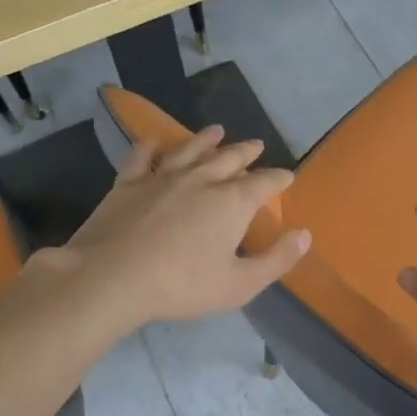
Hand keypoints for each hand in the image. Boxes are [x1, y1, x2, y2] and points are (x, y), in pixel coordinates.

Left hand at [32, 126, 309, 329]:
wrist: (112, 277)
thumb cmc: (182, 285)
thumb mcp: (239, 285)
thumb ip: (276, 260)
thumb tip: (304, 235)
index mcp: (231, 203)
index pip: (263, 184)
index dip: (279, 179)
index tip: (288, 176)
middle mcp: (200, 180)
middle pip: (229, 158)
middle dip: (247, 152)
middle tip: (257, 145)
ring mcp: (162, 177)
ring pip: (190, 149)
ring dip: (206, 139)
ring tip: (217, 131)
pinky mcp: (128, 183)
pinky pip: (142, 155)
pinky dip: (151, 145)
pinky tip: (155, 140)